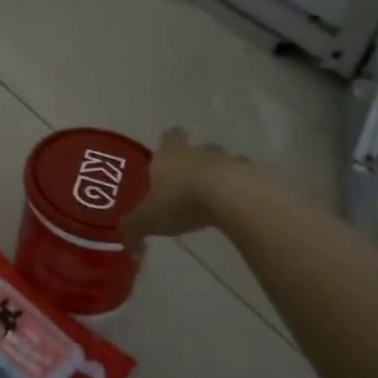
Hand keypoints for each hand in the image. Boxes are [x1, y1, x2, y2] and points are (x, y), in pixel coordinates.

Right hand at [120, 127, 247, 243]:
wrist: (231, 198)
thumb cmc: (181, 201)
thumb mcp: (148, 219)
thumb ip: (133, 228)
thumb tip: (125, 241)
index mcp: (169, 155)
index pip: (169, 136)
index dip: (168, 143)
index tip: (167, 153)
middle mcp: (198, 152)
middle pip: (198, 148)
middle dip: (195, 160)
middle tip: (189, 180)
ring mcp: (228, 161)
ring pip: (223, 162)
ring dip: (219, 175)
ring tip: (215, 197)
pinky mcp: (252, 176)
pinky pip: (245, 179)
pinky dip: (241, 190)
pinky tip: (237, 207)